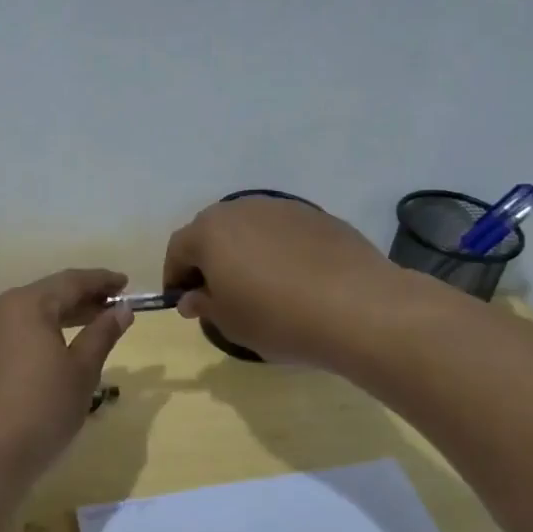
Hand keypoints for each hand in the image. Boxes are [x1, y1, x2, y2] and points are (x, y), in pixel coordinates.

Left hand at [0, 269, 133, 483]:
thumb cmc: (40, 410)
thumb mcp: (81, 372)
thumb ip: (102, 334)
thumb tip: (122, 309)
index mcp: (25, 304)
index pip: (71, 281)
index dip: (101, 280)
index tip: (125, 283)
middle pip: (46, 294)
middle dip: (81, 299)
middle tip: (111, 307)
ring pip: (26, 314)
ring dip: (58, 317)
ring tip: (87, 328)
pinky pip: (9, 334)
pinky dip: (35, 335)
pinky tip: (51, 352)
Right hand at [162, 197, 399, 368]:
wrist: (357, 307)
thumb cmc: (277, 318)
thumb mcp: (230, 323)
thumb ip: (204, 305)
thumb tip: (192, 297)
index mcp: (210, 232)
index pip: (178, 249)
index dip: (175, 275)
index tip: (183, 301)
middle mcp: (242, 209)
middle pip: (213, 231)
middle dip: (209, 260)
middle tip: (218, 293)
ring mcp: (283, 208)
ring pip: (250, 228)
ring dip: (244, 252)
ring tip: (259, 286)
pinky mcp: (318, 216)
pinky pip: (284, 232)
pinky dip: (278, 251)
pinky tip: (294, 280)